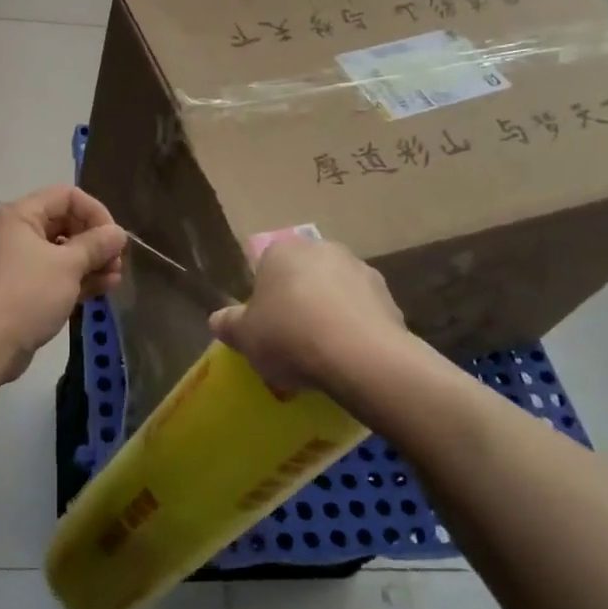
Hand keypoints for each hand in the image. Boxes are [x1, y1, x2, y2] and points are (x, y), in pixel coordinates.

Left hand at [0, 185, 125, 383]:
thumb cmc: (27, 294)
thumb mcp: (67, 265)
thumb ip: (96, 245)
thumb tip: (118, 233)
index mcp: (21, 215)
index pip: (66, 196)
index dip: (95, 212)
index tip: (113, 239)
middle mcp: (17, 233)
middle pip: (66, 223)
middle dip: (95, 241)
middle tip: (116, 262)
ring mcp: (19, 262)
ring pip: (63, 252)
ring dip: (91, 262)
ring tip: (114, 279)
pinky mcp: (23, 289)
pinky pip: (55, 274)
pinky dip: (77, 279)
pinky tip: (102, 290)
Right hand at [208, 238, 438, 408]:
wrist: (361, 357)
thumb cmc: (290, 336)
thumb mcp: (244, 336)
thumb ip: (228, 324)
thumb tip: (218, 320)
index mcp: (283, 250)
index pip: (265, 267)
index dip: (263, 299)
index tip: (264, 327)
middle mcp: (322, 249)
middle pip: (302, 278)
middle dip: (297, 302)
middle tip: (290, 341)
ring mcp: (361, 270)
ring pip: (334, 294)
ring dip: (328, 315)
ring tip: (321, 356)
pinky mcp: (390, 297)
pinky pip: (361, 313)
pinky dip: (354, 330)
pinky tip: (347, 359)